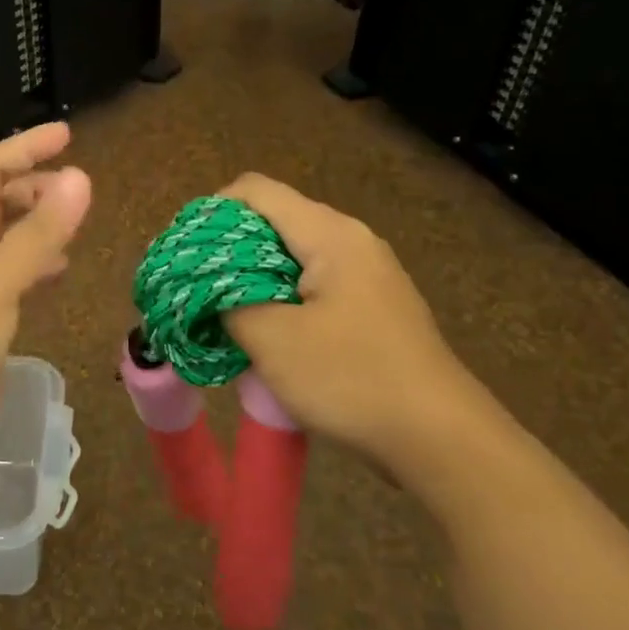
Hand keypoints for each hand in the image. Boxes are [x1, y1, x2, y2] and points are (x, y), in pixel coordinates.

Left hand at [0, 124, 91, 454]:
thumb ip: (39, 232)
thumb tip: (82, 177)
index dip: (25, 148)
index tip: (67, 135)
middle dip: (36, 186)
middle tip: (78, 190)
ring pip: (9, 237)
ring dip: (39, 223)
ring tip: (74, 223)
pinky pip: (16, 274)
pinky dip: (39, 262)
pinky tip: (58, 270)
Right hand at [217, 173, 505, 489]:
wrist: (442, 439)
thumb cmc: (351, 378)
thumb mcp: (273, 341)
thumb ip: (227, 302)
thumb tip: (206, 289)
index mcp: (329, 233)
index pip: (255, 190)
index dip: (212, 212)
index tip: (186, 254)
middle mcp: (351, 240)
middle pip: (274, 220)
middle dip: (229, 250)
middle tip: (198, 288)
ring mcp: (368, 274)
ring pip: (293, 256)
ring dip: (253, 279)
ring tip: (225, 314)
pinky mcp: (374, 306)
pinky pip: (315, 284)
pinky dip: (282, 298)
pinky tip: (268, 335)